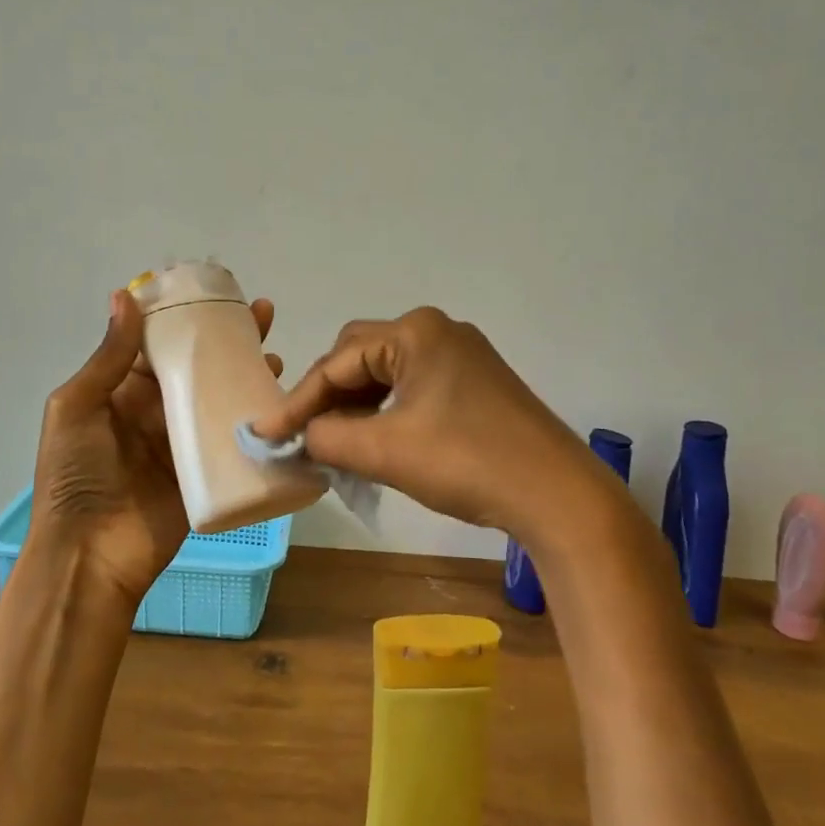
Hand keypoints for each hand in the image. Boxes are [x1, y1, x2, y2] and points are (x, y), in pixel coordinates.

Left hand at [30, 288, 280, 603]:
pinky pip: (231, 435)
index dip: (185, 316)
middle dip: (227, 338)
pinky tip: (277, 396)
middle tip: (262, 313)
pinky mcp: (206, 469)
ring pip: (219, 394)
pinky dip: (254, 415)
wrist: (91, 555)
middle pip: (197, 364)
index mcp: (123, 390)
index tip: (216, 290)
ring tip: (274, 351)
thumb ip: (108, 357)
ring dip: (246, 371)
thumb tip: (126, 296)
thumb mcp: (76, 408)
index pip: (159, 342)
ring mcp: (183, 439)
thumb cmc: (75, 475)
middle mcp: (157, 408)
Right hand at [251, 307, 609, 545]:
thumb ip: (329, 438)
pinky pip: (415, 386)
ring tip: (334, 442)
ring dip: (358, 405)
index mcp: (415, 332)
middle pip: (361, 356)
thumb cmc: (466, 462)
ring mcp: (462, 355)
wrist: (558, 495)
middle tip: (302, 435)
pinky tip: (376, 439)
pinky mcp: (477, 382)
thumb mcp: (386, 451)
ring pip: (388, 373)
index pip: (339, 361)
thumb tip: (303, 436)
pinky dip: (388, 411)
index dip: (299, 400)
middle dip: (328, 396)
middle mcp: (438, 330)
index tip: (266, 433)